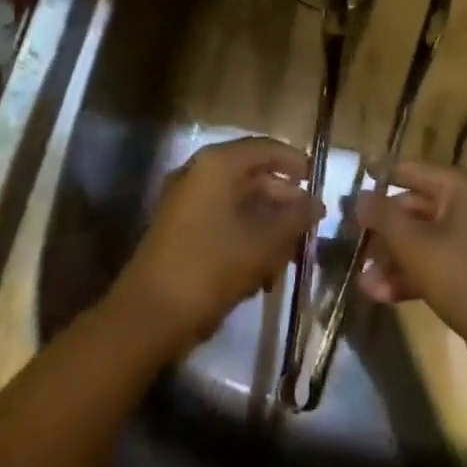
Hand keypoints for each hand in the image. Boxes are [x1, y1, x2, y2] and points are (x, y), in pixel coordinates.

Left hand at [110, 136, 319, 359]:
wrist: (147, 317)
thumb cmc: (210, 268)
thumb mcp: (263, 243)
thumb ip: (295, 218)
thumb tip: (317, 204)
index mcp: (217, 164)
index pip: (266, 148)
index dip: (297, 163)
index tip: (320, 184)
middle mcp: (199, 173)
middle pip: (253, 177)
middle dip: (284, 203)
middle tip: (310, 226)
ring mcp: (186, 202)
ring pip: (239, 203)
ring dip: (268, 226)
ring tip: (290, 257)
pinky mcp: (180, 230)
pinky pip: (223, 222)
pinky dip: (246, 239)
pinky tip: (264, 273)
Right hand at [356, 160, 466, 371]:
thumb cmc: (465, 278)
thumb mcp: (415, 246)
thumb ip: (383, 217)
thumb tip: (359, 196)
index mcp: (465, 188)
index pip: (416, 170)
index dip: (386, 170)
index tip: (361, 169)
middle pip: (418, 208)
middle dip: (384, 229)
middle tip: (352, 239)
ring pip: (426, 240)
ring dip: (394, 259)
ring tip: (362, 281)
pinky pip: (439, 262)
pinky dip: (413, 274)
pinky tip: (382, 295)